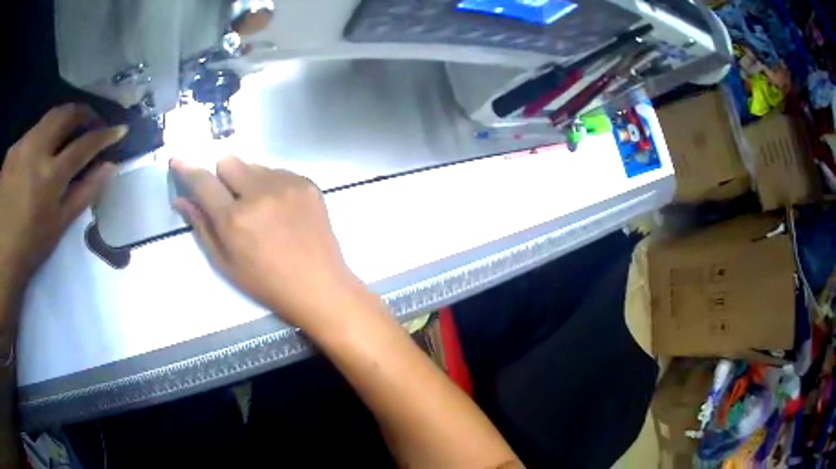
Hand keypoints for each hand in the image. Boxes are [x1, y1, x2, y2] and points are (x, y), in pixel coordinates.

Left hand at [0, 104, 124, 282]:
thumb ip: (83, 193)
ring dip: (61, 122)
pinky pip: (31, 133)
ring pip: (47, 119)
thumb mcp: (57, 227)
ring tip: (65, 134)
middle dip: (83, 112)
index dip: (104, 135)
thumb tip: (109, 168)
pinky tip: (38, 154)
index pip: (84, 145)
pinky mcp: (13, 147)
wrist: (2, 253)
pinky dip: (41, 137)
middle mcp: (36, 150)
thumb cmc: (29, 248)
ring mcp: (22, 145)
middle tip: (91, 121)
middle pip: (66, 114)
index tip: (119, 129)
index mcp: (50, 177)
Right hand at [171, 156, 363, 330]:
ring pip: (254, 165)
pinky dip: (272, 185)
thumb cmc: (266, 283)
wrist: (319, 286)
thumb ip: (202, 227)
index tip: (177, 160)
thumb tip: (181, 200)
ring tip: (260, 209)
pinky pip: (278, 172)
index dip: (187, 169)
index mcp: (235, 218)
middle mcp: (260, 193)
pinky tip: (281, 210)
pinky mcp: (308, 183)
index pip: (203, 181)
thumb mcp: (226, 263)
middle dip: (222, 177)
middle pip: (228, 161)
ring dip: (248, 181)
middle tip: (231, 200)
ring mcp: (287, 185)